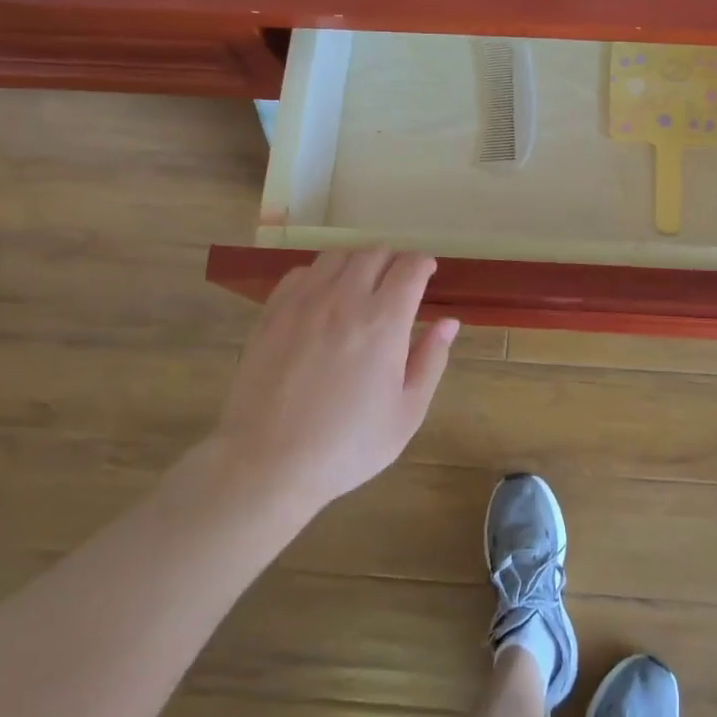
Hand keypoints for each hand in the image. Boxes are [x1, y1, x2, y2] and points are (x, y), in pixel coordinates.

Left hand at [209, 250, 457, 519]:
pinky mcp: (272, 313)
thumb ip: (431, 360)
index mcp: (384, 322)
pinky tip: (323, 298)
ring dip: (358, 262)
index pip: (410, 267)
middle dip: (394, 261)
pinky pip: (301, 273)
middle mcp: (344, 299)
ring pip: (337, 256)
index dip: (424, 264)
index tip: (428, 274)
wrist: (267, 463)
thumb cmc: (347, 446)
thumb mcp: (407, 413)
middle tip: (399, 282)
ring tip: (362, 284)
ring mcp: (304, 302)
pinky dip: (321, 274)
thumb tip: (449, 322)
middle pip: (375, 253)